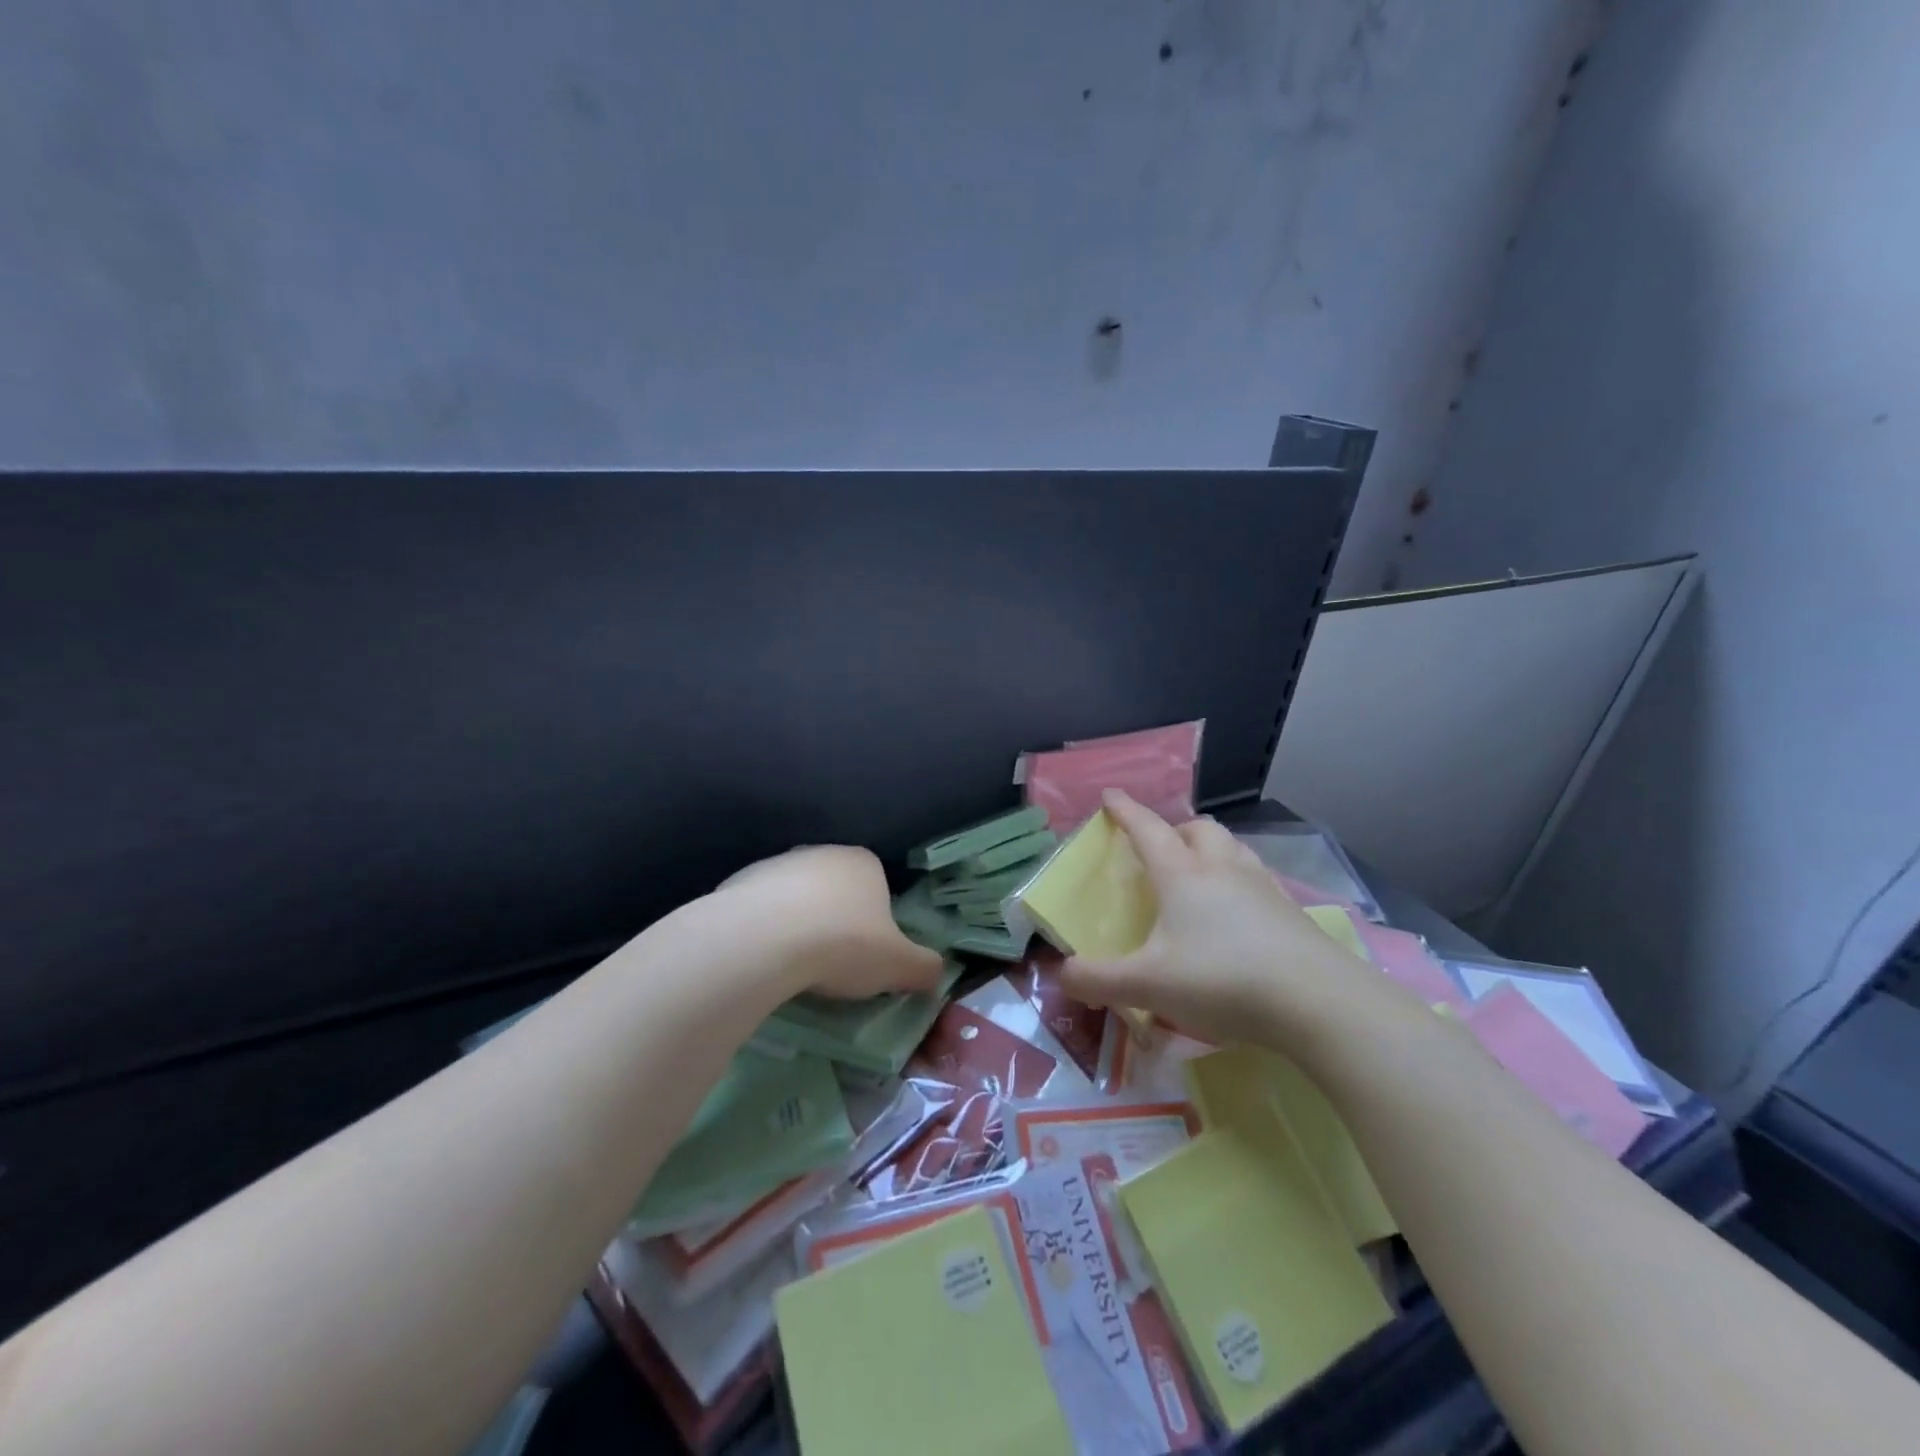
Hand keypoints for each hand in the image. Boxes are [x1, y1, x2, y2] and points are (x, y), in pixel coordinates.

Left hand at [708, 845, 944, 999]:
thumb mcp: (899, 965)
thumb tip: (937, 974)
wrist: (764, 940)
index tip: (868, 956)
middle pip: (835, 891)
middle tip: (833, 964)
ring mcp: (777, 864)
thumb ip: (925, 968)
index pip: (878, 889)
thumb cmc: (843, 944)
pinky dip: (764, 931)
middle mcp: (821, 852)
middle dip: (836, 922)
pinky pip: (760, 911)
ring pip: (796, 899)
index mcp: (863, 862)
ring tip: (795, 966)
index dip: (876, 924)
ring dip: (799, 925)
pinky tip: (763, 959)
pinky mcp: (739, 882)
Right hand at [1059, 792, 1407, 1055]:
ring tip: (1200, 875)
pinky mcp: (1292, 912)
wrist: (1317, 1002)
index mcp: (1182, 874)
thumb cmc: (1222, 979)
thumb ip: (1099, 980)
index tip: (1110, 795)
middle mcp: (1222, 868)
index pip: (1147, 829)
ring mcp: (1263, 886)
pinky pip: (1257, 878)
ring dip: (1211, 850)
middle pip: (1197, 829)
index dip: (1125, 811)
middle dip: (1175, 830)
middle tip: (1161, 851)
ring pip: (1232, 848)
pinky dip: (1239, 881)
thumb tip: (1063, 974)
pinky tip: (1239, 913)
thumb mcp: (1148, 985)